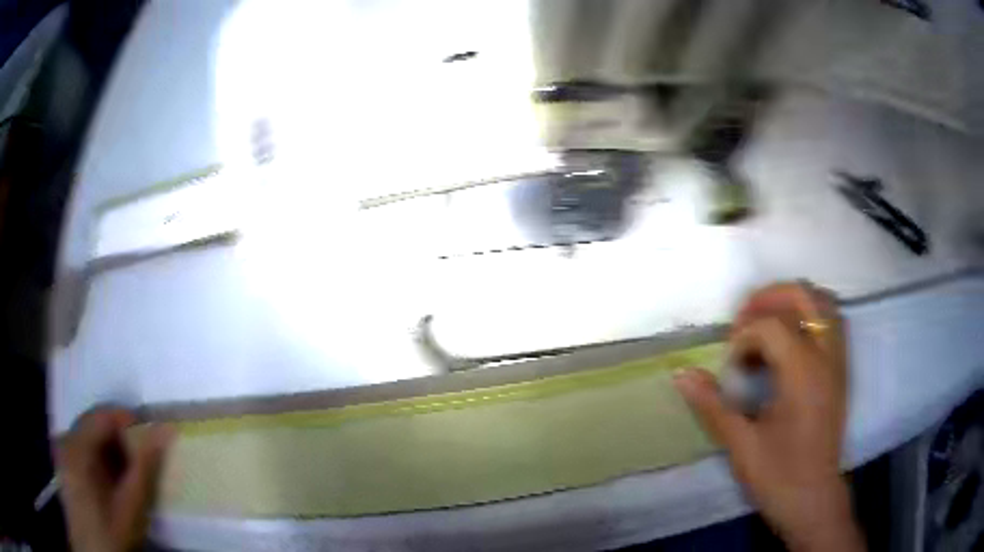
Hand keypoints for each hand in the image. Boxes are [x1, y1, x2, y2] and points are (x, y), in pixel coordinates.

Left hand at [56, 407, 173, 551]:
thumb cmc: (111, 531)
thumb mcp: (132, 506)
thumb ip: (145, 466)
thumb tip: (164, 429)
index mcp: (77, 444)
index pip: (104, 414)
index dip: (130, 422)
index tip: (153, 440)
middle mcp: (66, 438)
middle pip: (96, 422)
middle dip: (121, 438)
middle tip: (143, 462)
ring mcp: (63, 449)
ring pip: (90, 434)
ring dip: (111, 448)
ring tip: (129, 474)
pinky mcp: (64, 460)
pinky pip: (83, 445)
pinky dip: (100, 456)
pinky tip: (111, 480)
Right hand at [674, 283, 863, 551]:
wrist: (813, 500)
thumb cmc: (779, 475)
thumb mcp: (741, 444)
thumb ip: (713, 405)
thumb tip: (682, 373)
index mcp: (803, 373)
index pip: (772, 326)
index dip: (743, 338)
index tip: (730, 367)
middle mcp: (826, 357)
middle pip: (804, 296)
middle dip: (770, 298)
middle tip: (744, 319)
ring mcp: (838, 362)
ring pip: (823, 305)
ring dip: (793, 303)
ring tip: (767, 323)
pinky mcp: (841, 372)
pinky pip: (831, 324)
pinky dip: (809, 319)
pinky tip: (789, 343)